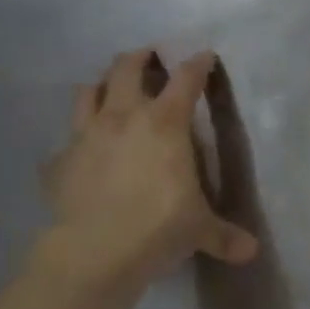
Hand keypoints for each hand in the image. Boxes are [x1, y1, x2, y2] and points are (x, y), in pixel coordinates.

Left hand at [40, 48, 258, 285]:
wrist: (94, 251)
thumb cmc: (160, 226)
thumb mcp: (200, 230)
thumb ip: (224, 235)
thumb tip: (251, 251)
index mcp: (165, 123)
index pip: (186, 79)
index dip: (197, 64)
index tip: (205, 57)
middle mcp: (123, 118)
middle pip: (126, 69)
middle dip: (140, 58)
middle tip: (149, 58)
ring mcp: (85, 136)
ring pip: (89, 92)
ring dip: (102, 86)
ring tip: (112, 92)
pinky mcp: (58, 161)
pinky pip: (66, 140)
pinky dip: (77, 139)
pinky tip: (85, 152)